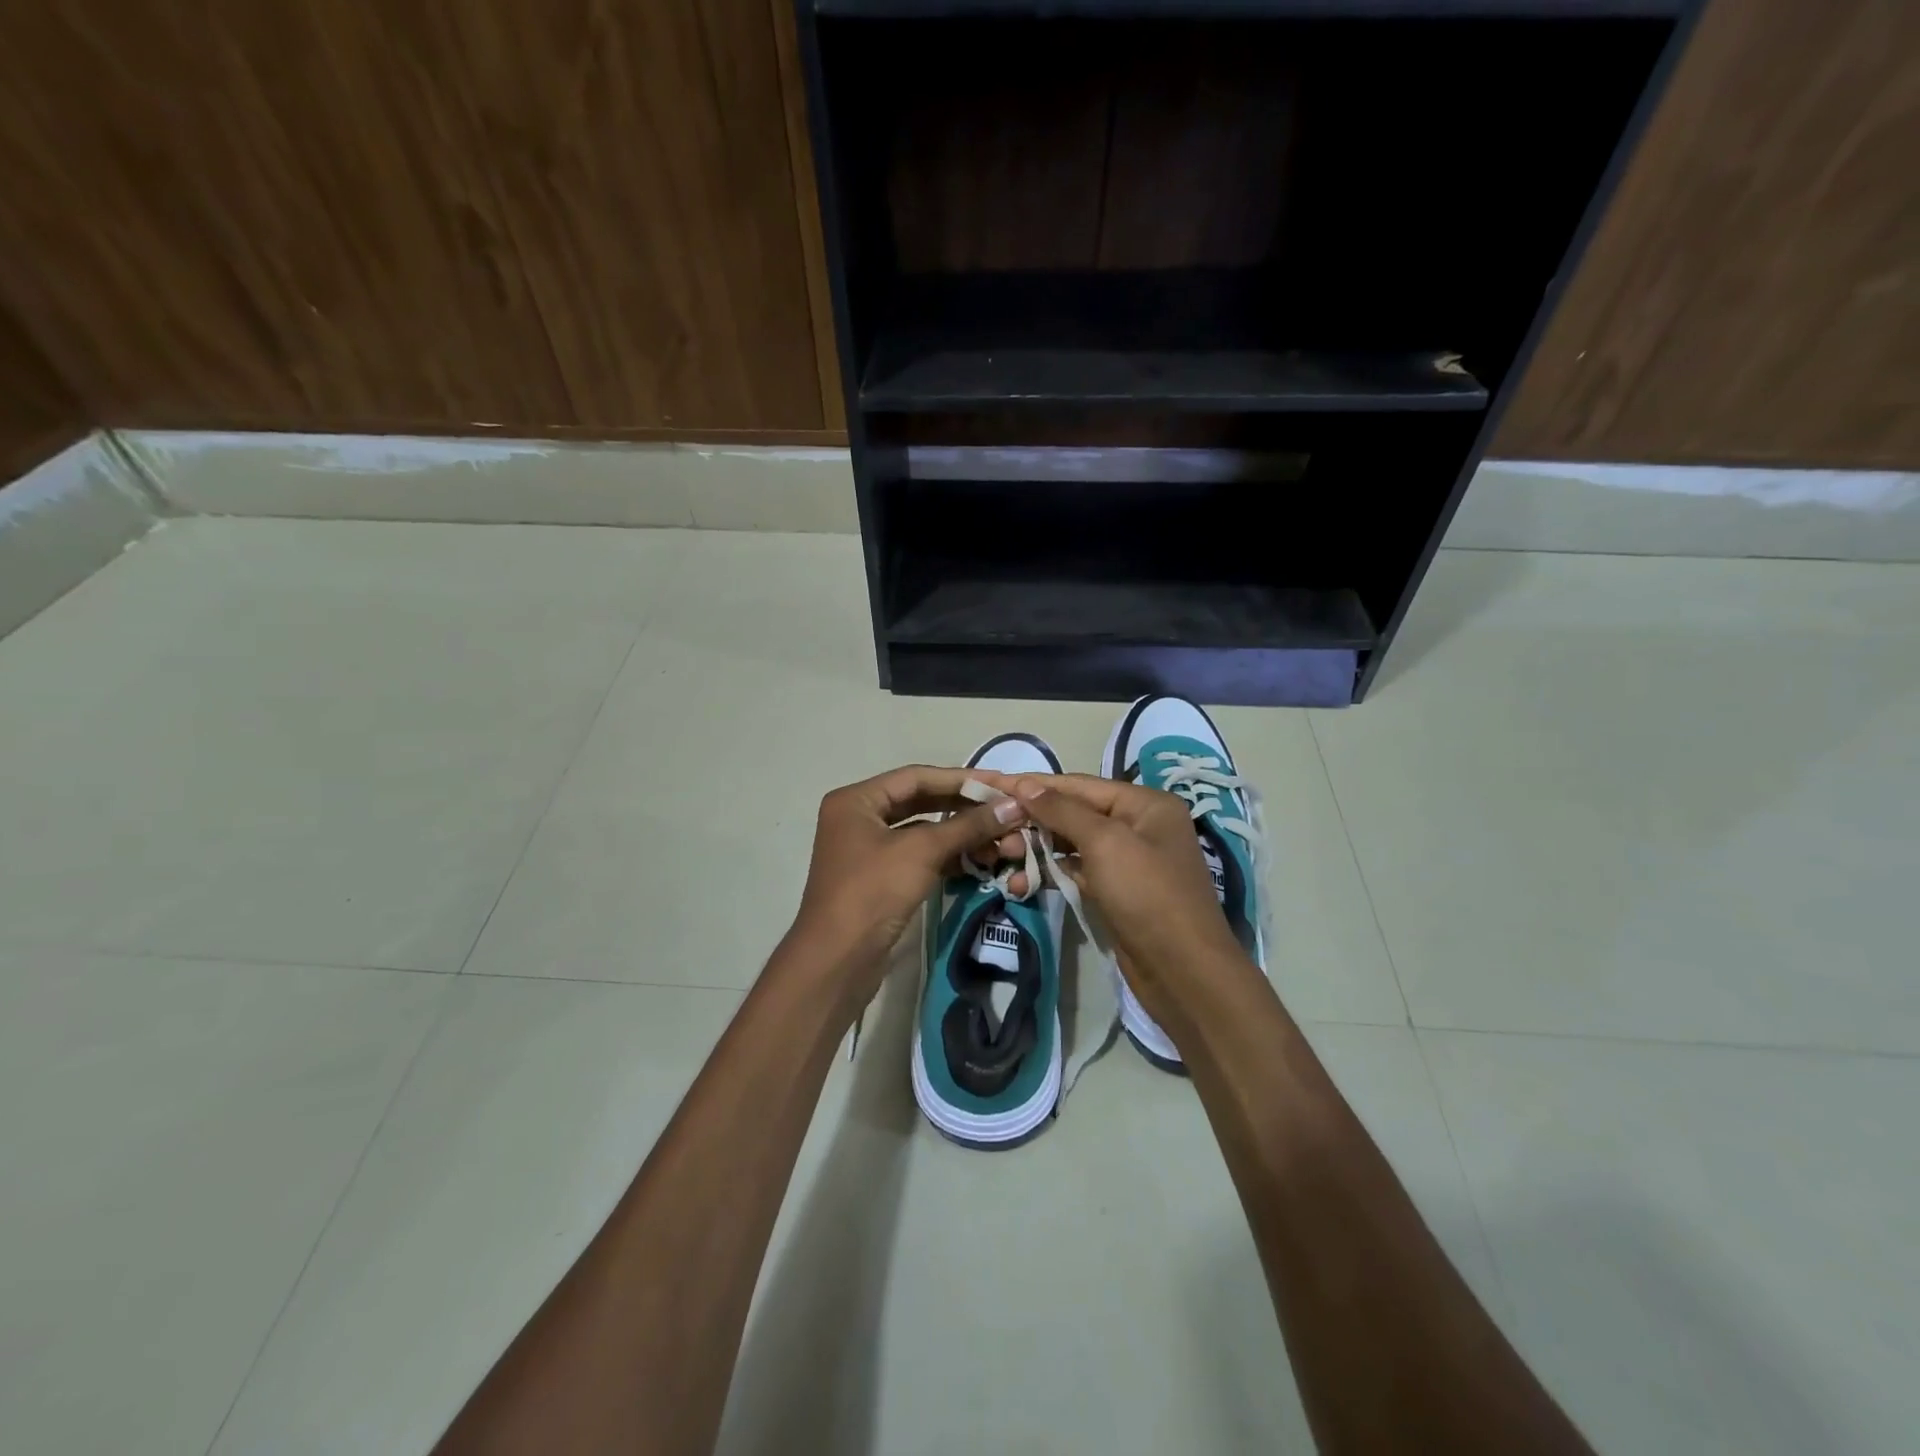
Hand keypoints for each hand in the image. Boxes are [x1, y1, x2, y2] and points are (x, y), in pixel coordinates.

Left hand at [785, 765, 1027, 1010]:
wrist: (837, 961)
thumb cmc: (872, 892)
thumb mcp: (921, 851)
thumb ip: (968, 826)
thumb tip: (1013, 806)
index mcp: (856, 800)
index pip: (916, 777)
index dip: (961, 779)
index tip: (1000, 783)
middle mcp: (858, 818)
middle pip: (920, 802)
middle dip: (963, 808)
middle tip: (1004, 809)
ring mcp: (868, 850)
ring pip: (922, 832)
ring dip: (959, 835)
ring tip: (999, 840)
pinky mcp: (880, 879)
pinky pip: (919, 857)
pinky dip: (948, 857)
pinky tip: (978, 861)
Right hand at [997, 773, 1263, 1040]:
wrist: (1183, 972)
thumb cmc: (1147, 895)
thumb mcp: (1105, 843)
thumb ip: (1063, 811)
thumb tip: (1026, 785)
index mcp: (1146, 804)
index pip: (1080, 785)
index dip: (1036, 786)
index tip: (994, 784)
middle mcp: (1139, 825)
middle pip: (1075, 813)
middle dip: (1034, 821)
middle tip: (994, 830)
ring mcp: (1129, 861)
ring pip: (1073, 844)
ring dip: (1037, 849)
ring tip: (1001, 856)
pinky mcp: (1117, 892)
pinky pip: (1078, 872)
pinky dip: (1051, 874)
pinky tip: (1020, 883)